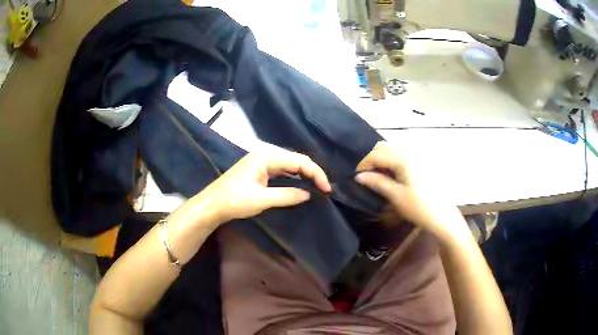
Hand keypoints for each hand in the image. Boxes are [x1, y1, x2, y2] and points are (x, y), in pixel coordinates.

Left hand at [187, 152, 330, 225]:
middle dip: (312, 172)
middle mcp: (264, 155)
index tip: (326, 189)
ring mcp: (260, 162)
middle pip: (295, 160)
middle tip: (324, 188)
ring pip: (288, 165)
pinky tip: (299, 184)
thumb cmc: (233, 201)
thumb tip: (308, 194)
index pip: (298, 161)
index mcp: (265, 157)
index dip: (315, 173)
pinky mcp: (257, 171)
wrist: (211, 205)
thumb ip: (287, 195)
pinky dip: (292, 177)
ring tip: (316, 187)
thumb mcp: (262, 200)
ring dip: (303, 174)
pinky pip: (280, 171)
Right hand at [355, 142, 468, 242]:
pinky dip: (393, 161)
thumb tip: (358, 176)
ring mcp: (420, 155)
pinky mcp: (424, 162)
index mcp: (404, 159)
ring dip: (382, 159)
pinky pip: (403, 154)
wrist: (444, 217)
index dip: (363, 163)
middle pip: (385, 147)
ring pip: (394, 149)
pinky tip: (393, 175)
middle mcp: (412, 151)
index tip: (355, 176)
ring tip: (378, 176)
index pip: (377, 154)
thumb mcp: (396, 196)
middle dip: (372, 158)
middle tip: (366, 175)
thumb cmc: (419, 208)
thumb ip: (377, 182)